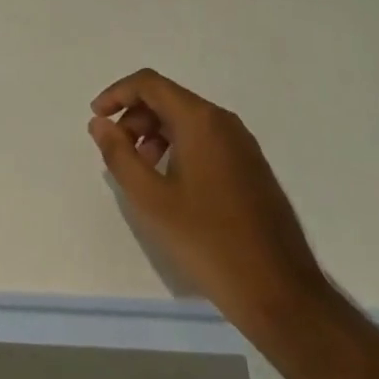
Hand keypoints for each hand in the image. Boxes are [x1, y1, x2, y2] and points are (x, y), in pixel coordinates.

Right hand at [89, 69, 330, 330]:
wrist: (281, 294)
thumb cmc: (209, 242)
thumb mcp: (152, 200)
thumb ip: (119, 155)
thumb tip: (100, 122)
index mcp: (200, 119)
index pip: (149, 84)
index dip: (117, 94)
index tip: (97, 118)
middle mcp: (223, 121)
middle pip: (168, 99)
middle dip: (135, 117)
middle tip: (117, 152)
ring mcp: (242, 143)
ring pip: (187, 120)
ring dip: (156, 134)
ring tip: (141, 172)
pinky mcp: (252, 167)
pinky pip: (206, 139)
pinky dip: (179, 148)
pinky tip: (172, 185)